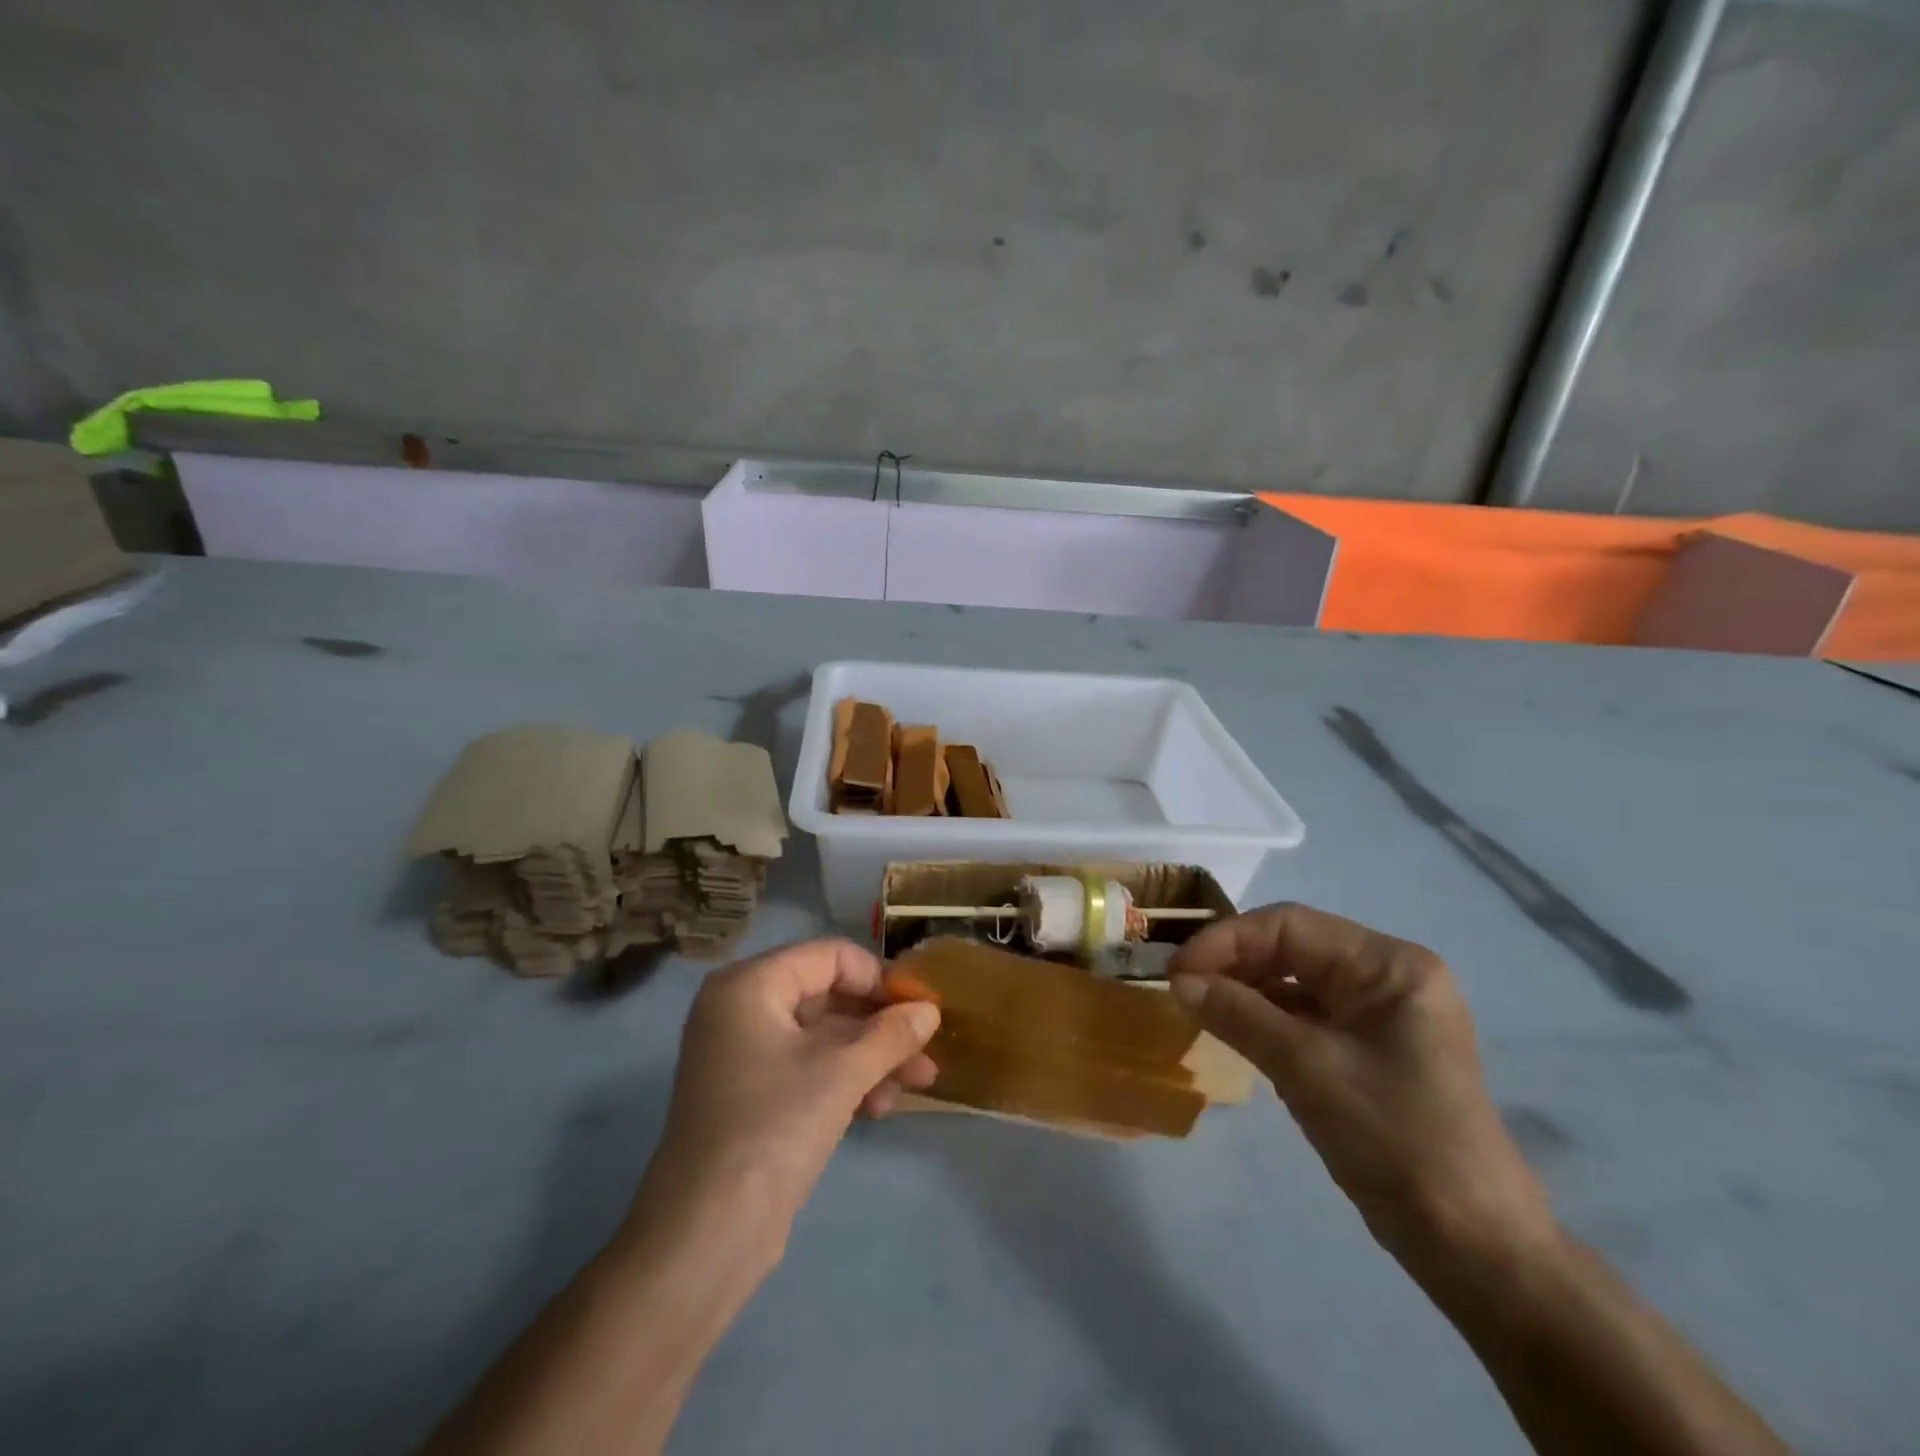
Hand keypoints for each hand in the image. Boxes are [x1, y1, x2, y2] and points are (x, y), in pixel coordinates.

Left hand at [637, 939, 940, 1240]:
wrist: (705, 1235)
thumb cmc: (774, 1127)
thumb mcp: (843, 1073)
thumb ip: (891, 1034)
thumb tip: (929, 1010)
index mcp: (750, 984)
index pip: (829, 957)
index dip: (879, 978)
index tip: (920, 1008)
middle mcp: (742, 1009)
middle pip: (828, 996)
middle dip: (881, 1025)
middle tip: (926, 1049)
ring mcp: (744, 1054)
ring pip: (822, 1037)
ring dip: (871, 1056)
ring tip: (917, 1085)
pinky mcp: (751, 1095)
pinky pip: (807, 1068)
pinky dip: (845, 1080)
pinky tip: (879, 1107)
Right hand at [1170, 904, 1554, 1270]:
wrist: (1470, 1243)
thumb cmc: (1394, 1138)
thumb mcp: (1306, 1069)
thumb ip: (1238, 1014)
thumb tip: (1178, 981)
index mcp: (1389, 965)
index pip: (1290, 925)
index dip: (1226, 940)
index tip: (1177, 971)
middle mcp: (1388, 975)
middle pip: (1292, 946)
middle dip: (1233, 963)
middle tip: (1181, 988)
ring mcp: (1381, 1011)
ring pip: (1295, 978)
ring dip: (1245, 988)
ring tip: (1199, 1007)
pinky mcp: (1370, 1045)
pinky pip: (1306, 1012)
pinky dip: (1266, 1016)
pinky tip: (1235, 1030)